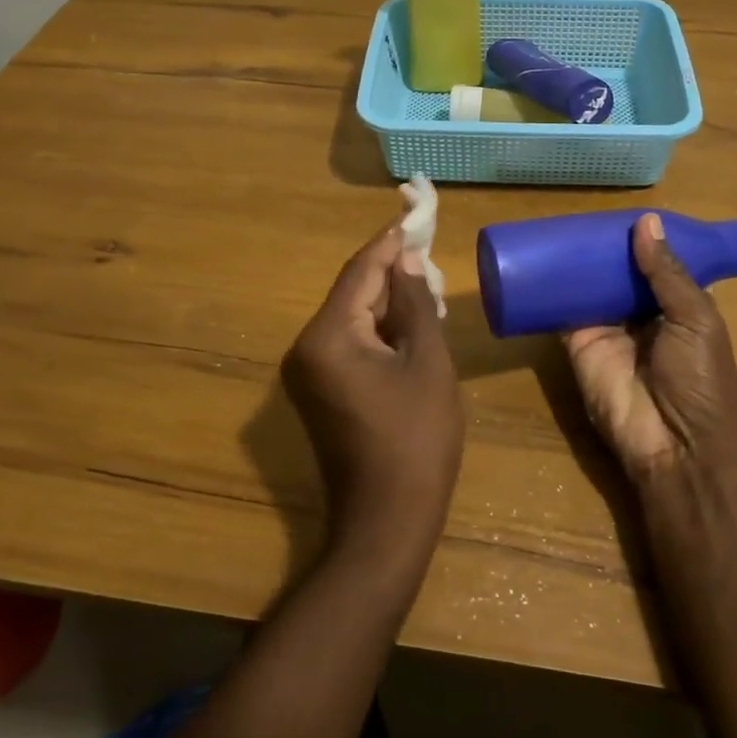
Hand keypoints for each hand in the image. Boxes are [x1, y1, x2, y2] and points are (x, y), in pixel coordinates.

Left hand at [283, 227, 461, 566]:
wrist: (386, 522)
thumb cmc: (416, 440)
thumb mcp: (427, 363)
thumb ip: (414, 304)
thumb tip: (406, 261)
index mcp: (327, 337)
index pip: (360, 272)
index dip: (389, 243)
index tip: (414, 216)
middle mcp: (306, 348)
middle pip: (353, 293)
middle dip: (392, 275)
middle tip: (430, 253)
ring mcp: (309, 372)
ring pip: (353, 318)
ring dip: (389, 304)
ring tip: (428, 287)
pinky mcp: (320, 391)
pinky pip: (350, 344)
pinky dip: (380, 331)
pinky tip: (412, 325)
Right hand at [562, 213, 736, 486]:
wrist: (676, 446)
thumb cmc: (700, 380)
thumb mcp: (696, 319)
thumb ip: (668, 273)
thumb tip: (646, 221)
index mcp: (676, 306)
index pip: (655, 264)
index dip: (641, 240)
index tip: (620, 212)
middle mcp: (640, 314)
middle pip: (617, 273)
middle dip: (602, 247)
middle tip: (579, 214)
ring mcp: (607, 329)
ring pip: (587, 286)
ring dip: (575, 262)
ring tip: (554, 226)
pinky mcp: (577, 344)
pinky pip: (560, 310)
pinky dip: (549, 288)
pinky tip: (536, 259)